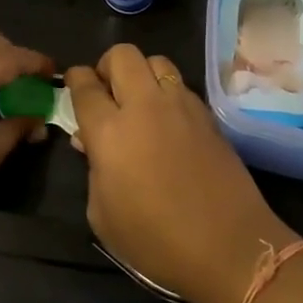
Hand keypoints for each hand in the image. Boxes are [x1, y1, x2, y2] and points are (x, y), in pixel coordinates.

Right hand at [65, 46, 299, 302]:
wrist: (228, 246)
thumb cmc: (155, 240)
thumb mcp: (103, 215)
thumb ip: (92, 170)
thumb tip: (91, 142)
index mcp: (110, 131)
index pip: (85, 85)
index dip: (75, 79)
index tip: (74, 84)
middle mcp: (145, 106)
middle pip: (122, 55)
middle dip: (107, 66)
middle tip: (106, 92)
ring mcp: (181, 106)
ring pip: (156, 61)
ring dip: (141, 73)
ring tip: (139, 101)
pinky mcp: (208, 115)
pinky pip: (180, 85)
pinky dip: (167, 92)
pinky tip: (167, 121)